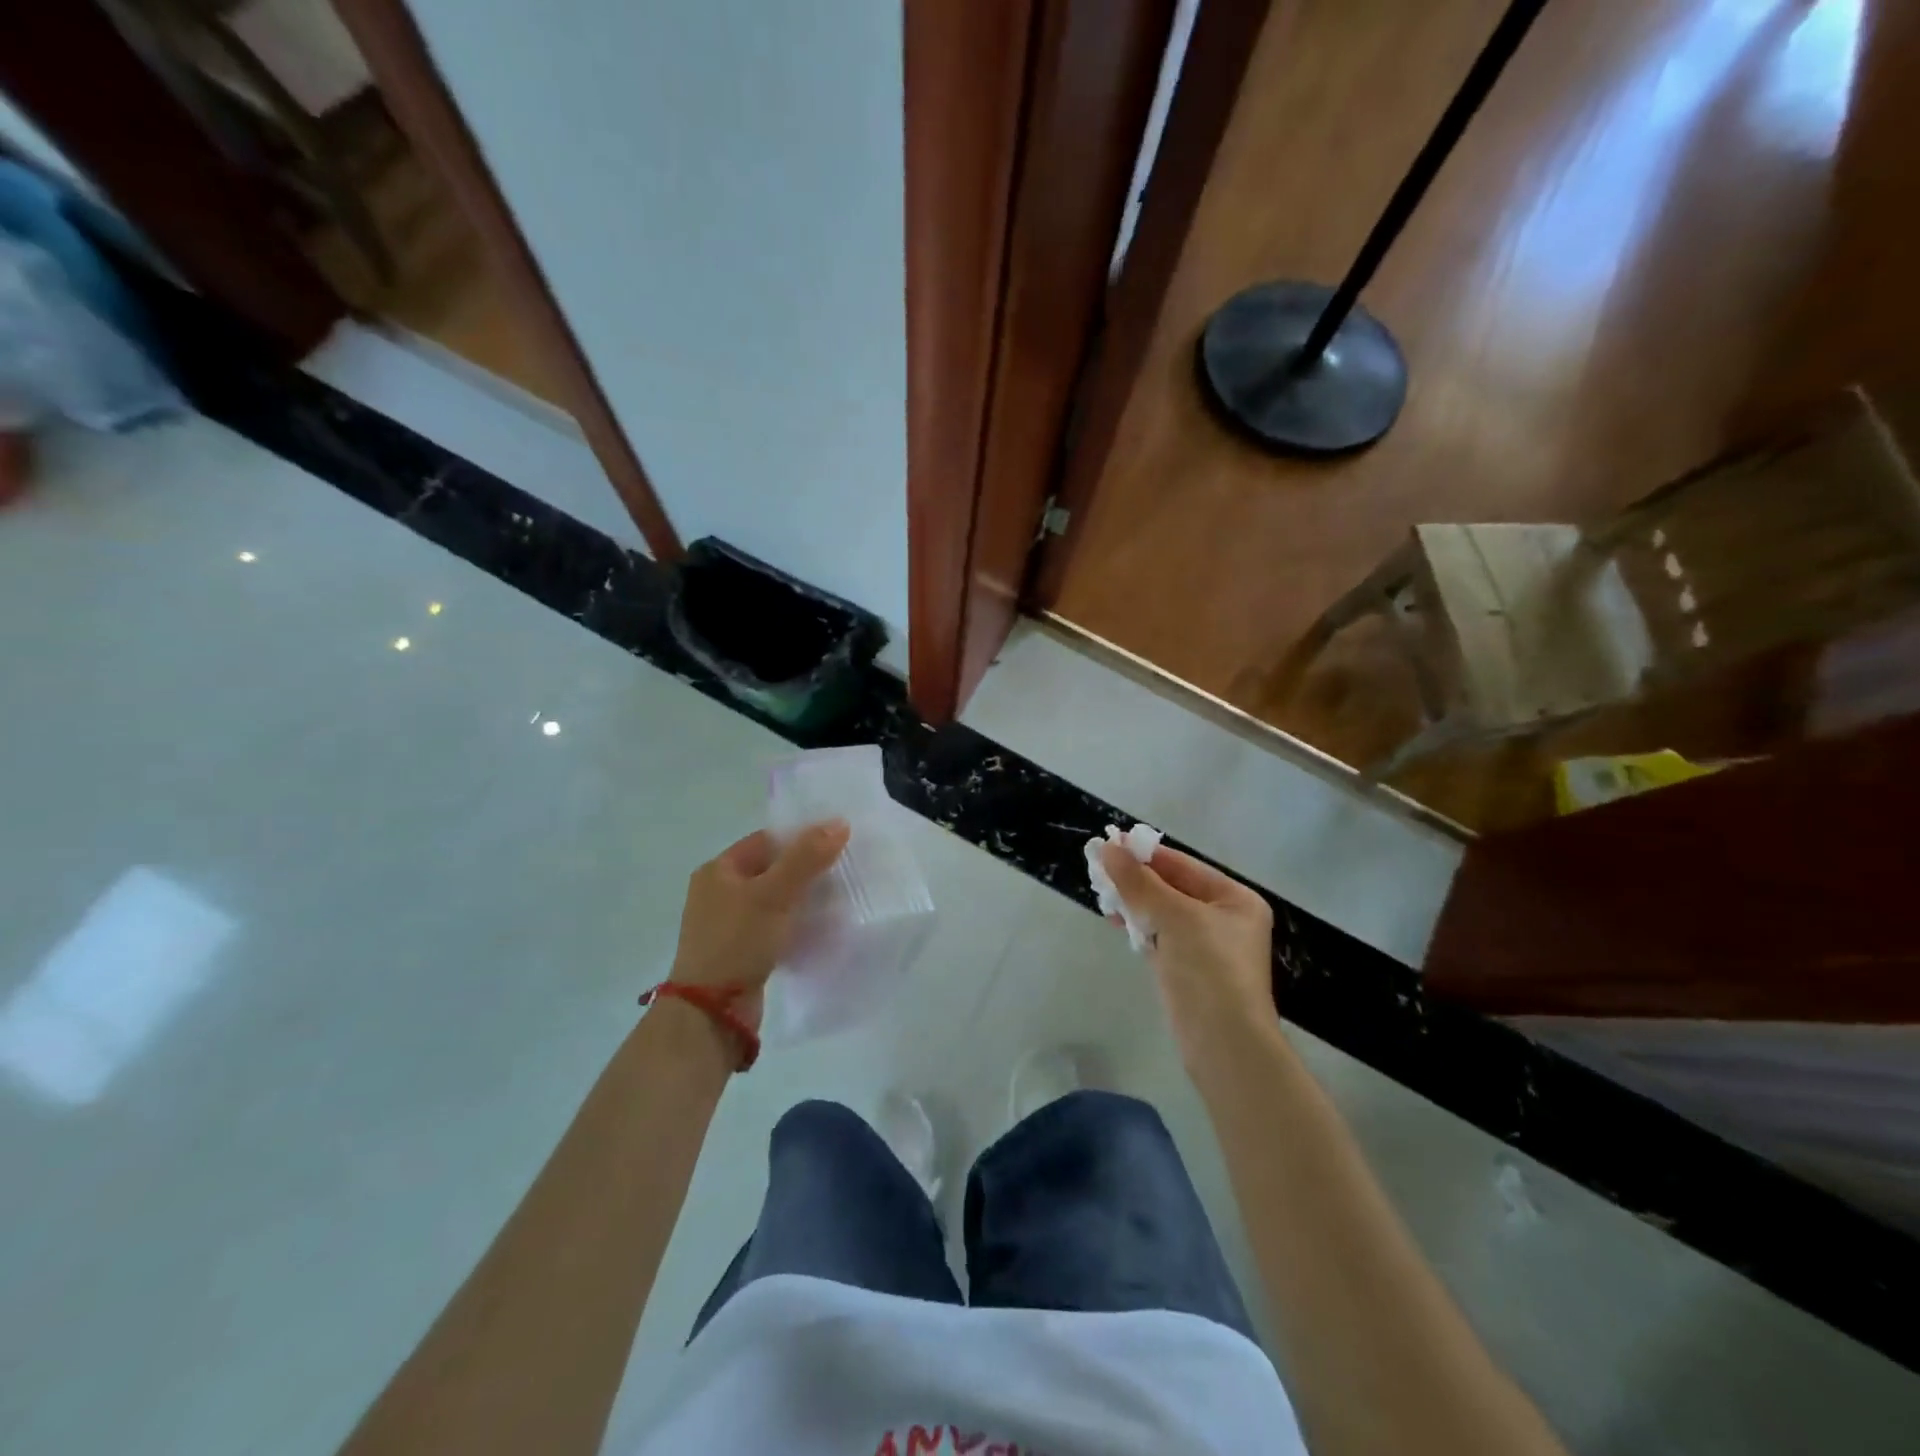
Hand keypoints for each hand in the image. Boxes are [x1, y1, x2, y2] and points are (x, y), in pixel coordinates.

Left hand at [670, 820, 850, 1030]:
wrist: (712, 1013)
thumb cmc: (737, 942)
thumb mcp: (774, 894)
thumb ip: (806, 858)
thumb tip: (839, 823)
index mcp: (718, 870)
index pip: (766, 840)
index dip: (800, 838)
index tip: (836, 842)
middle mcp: (719, 893)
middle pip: (772, 869)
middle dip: (807, 869)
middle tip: (844, 870)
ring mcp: (730, 924)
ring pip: (776, 899)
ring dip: (804, 898)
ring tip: (840, 897)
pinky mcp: (743, 950)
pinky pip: (775, 926)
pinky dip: (797, 923)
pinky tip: (822, 926)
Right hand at [1100, 843, 1277, 1070]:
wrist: (1223, 1044)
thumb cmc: (1208, 969)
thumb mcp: (1174, 916)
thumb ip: (1139, 882)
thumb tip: (1108, 848)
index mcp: (1234, 899)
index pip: (1184, 866)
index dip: (1146, 854)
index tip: (1110, 843)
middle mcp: (1223, 919)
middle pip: (1172, 888)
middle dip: (1136, 879)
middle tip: (1097, 868)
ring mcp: (1204, 946)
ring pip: (1161, 913)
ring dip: (1133, 901)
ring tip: (1100, 893)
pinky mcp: (1185, 970)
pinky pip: (1157, 937)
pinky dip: (1137, 927)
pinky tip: (1114, 920)